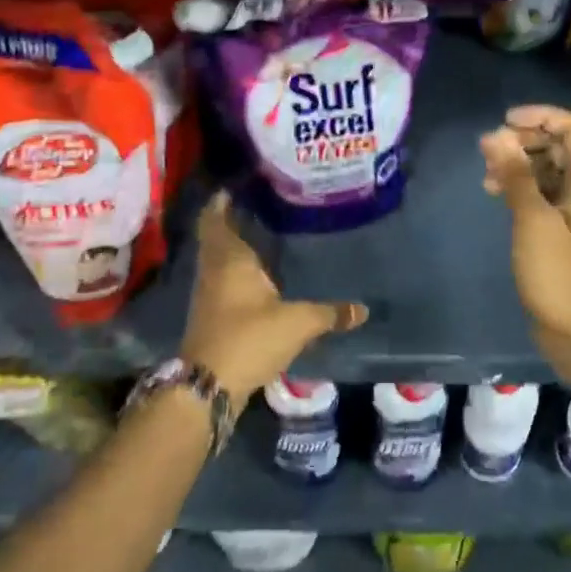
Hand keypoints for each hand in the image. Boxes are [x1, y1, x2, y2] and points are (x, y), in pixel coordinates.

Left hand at [178, 191, 367, 407]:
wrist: (208, 385)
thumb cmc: (249, 338)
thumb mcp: (297, 323)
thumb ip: (329, 313)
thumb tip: (363, 309)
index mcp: (229, 259)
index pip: (215, 219)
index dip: (220, 202)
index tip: (234, 185)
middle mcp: (213, 270)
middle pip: (215, 237)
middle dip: (229, 221)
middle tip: (255, 205)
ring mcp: (207, 294)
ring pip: (217, 259)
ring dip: (231, 246)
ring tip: (259, 234)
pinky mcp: (210, 315)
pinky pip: (220, 280)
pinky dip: (233, 270)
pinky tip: (254, 275)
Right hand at [479, 105, 570, 397]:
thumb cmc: (559, 277)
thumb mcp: (533, 222)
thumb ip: (515, 176)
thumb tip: (495, 135)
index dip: (542, 116)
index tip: (506, 121)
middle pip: (560, 145)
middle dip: (524, 140)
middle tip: (490, 151)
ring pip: (548, 168)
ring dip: (519, 164)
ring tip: (487, 175)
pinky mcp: (562, 229)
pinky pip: (542, 192)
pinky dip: (520, 186)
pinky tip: (495, 193)